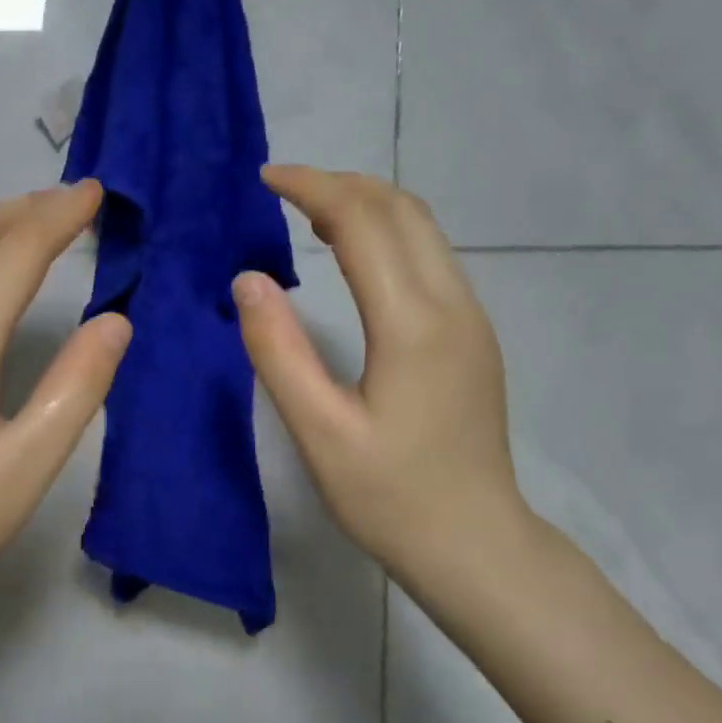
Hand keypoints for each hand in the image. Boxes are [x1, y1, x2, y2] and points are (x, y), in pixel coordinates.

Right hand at [232, 166, 526, 584]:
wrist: (474, 543)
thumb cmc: (389, 495)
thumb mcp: (319, 431)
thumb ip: (278, 351)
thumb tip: (247, 280)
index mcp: (412, 323)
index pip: (364, 222)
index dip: (313, 188)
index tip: (265, 179)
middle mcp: (452, 305)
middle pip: (402, 210)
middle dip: (341, 184)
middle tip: (282, 190)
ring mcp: (470, 319)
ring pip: (423, 230)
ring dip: (367, 205)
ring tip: (309, 214)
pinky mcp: (471, 336)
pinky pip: (430, 258)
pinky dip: (387, 235)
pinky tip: (353, 256)